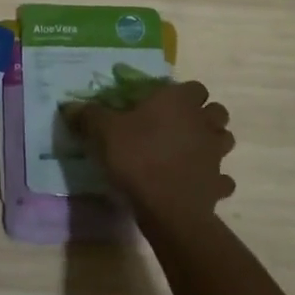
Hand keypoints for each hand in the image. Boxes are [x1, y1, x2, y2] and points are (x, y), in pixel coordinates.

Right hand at [67, 80, 234, 229]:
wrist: (166, 207)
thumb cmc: (136, 158)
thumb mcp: (102, 132)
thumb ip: (88, 115)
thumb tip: (70, 106)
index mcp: (179, 102)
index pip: (194, 87)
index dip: (181, 93)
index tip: (162, 104)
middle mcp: (203, 123)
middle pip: (216, 111)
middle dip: (202, 115)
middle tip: (178, 125)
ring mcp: (216, 154)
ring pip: (224, 140)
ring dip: (211, 143)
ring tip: (189, 152)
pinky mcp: (218, 184)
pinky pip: (222, 178)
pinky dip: (213, 179)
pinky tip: (196, 183)